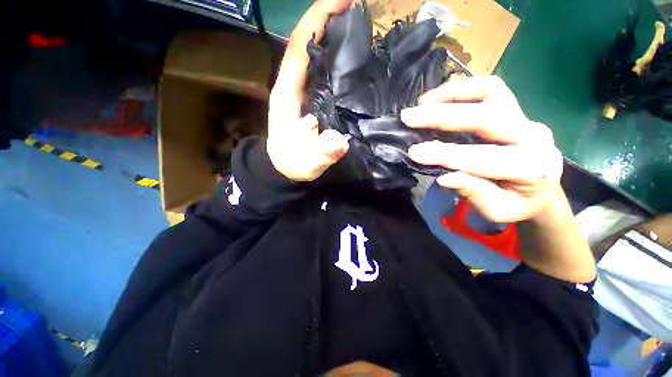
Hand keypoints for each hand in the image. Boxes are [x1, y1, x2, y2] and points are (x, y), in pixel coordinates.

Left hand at [266, 0, 351, 181]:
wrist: (285, 167)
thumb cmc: (292, 163)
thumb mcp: (306, 162)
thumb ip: (320, 153)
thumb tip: (340, 142)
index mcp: (287, 92)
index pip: (298, 47)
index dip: (317, 20)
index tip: (342, 1)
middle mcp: (293, 85)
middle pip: (308, 43)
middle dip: (328, 20)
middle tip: (357, 10)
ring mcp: (302, 92)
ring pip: (315, 56)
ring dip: (333, 37)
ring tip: (360, 27)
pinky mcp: (311, 100)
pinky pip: (323, 73)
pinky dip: (336, 60)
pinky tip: (353, 60)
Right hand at [401, 76, 563, 222]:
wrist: (541, 192)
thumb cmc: (517, 204)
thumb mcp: (496, 209)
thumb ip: (473, 192)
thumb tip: (443, 177)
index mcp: (532, 167)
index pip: (483, 157)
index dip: (445, 154)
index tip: (414, 153)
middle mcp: (533, 135)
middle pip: (486, 116)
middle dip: (442, 116)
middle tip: (408, 117)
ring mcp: (526, 117)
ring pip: (491, 91)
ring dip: (452, 93)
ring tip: (422, 102)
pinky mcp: (515, 109)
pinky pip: (490, 89)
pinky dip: (461, 89)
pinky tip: (438, 97)